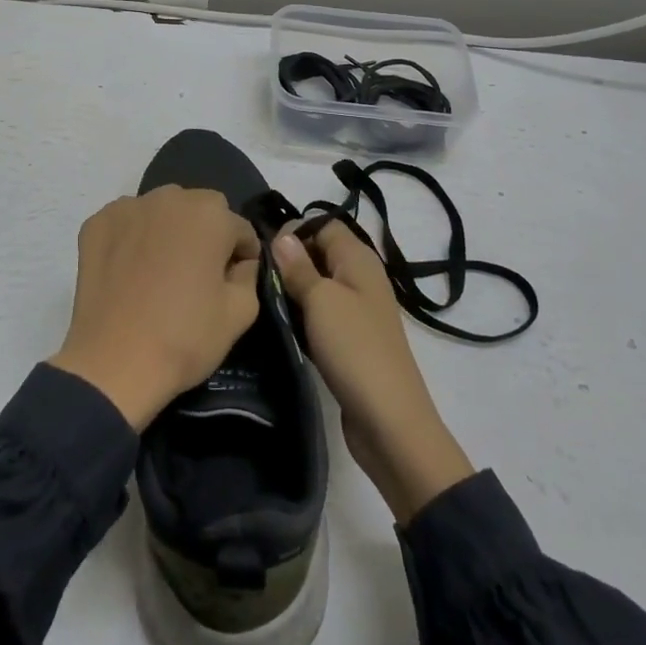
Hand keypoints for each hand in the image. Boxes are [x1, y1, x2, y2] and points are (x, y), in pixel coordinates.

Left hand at [48, 187, 261, 428]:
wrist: (114, 363)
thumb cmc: (184, 337)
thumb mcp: (240, 312)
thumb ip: (249, 274)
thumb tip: (240, 263)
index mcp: (210, 215)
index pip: (239, 228)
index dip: (242, 256)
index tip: (234, 280)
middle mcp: (169, 198)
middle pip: (200, 208)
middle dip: (206, 233)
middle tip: (198, 272)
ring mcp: (128, 207)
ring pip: (162, 209)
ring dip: (169, 229)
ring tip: (161, 269)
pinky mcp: (97, 223)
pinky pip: (127, 221)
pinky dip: (133, 236)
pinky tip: (130, 269)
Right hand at [270, 220, 473, 522]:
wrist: (389, 420)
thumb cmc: (354, 348)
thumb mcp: (321, 300)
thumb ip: (299, 266)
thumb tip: (282, 235)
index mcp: (359, 259)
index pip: (323, 224)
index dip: (294, 231)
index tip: (264, 251)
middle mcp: (360, 277)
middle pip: (319, 252)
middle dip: (289, 260)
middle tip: (257, 276)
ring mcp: (356, 309)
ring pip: (317, 284)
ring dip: (293, 290)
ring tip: (263, 299)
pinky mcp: (350, 338)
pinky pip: (320, 313)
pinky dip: (302, 315)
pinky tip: (282, 324)